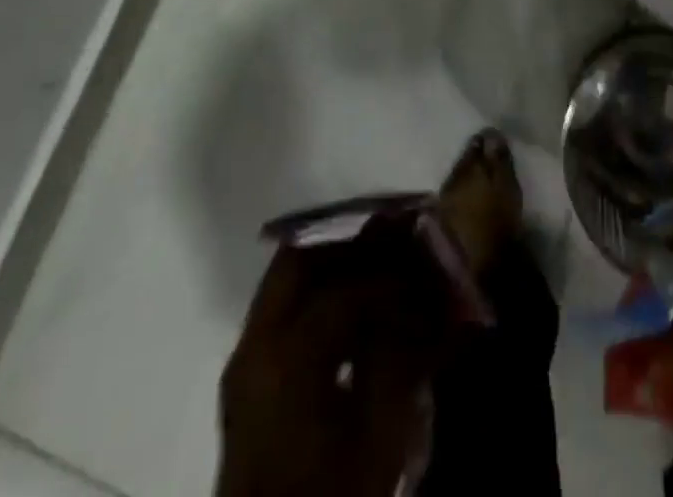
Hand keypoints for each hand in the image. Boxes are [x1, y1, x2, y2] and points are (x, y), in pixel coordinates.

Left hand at [216, 231, 448, 496]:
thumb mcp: (382, 437)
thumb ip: (401, 356)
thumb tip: (422, 298)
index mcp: (285, 354)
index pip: (345, 288)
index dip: (393, 276)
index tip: (428, 268)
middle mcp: (254, 344)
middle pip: (300, 258)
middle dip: (350, 240)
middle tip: (396, 235)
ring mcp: (245, 362)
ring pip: (288, 281)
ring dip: (334, 264)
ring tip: (383, 263)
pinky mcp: (248, 382)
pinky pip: (285, 311)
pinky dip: (320, 295)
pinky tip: (358, 309)